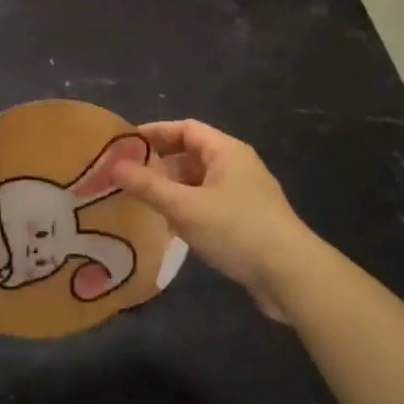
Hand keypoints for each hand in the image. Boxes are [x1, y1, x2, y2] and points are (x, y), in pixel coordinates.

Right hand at [112, 119, 315, 321]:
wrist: (290, 274)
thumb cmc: (236, 229)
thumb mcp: (185, 207)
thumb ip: (148, 186)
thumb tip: (113, 166)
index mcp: (226, 150)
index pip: (186, 128)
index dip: (155, 132)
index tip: (125, 144)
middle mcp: (237, 165)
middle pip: (192, 155)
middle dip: (161, 165)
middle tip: (128, 178)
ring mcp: (245, 194)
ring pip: (201, 182)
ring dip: (174, 190)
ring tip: (144, 204)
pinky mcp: (249, 221)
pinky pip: (211, 204)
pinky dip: (189, 209)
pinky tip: (173, 229)